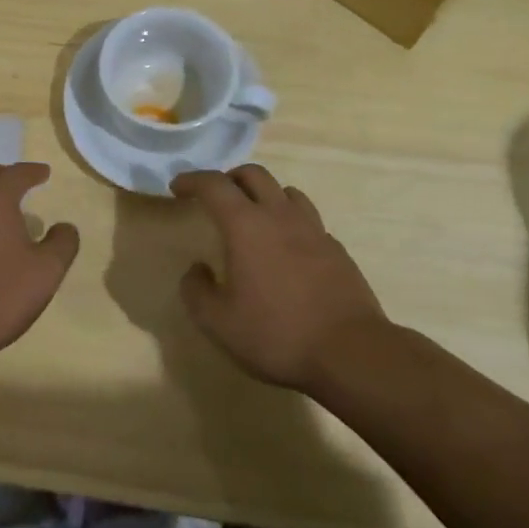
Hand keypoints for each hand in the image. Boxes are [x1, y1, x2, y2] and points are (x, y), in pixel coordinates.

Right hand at [170, 165, 386, 392]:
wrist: (351, 353)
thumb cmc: (277, 334)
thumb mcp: (219, 323)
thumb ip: (197, 291)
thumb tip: (197, 270)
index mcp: (246, 225)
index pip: (214, 185)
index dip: (192, 180)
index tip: (177, 187)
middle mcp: (280, 216)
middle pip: (254, 174)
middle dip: (229, 178)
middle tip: (215, 197)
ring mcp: (314, 230)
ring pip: (286, 192)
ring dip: (264, 194)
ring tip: (253, 217)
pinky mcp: (336, 250)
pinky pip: (308, 220)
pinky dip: (290, 222)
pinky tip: (287, 249)